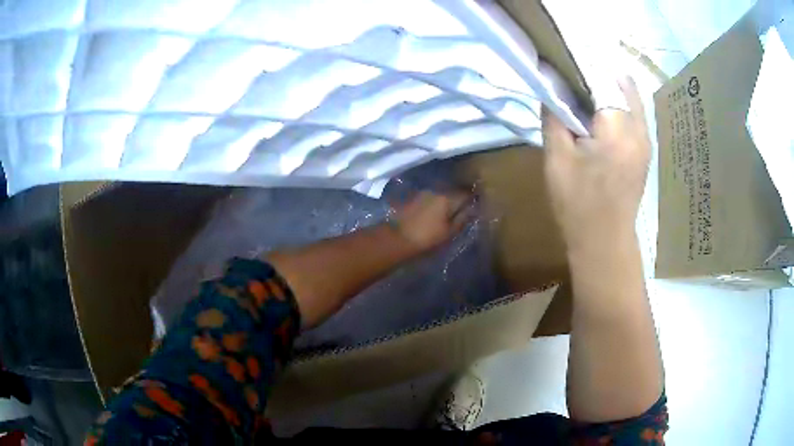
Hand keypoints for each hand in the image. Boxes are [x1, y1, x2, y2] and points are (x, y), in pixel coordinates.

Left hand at [392, 190, 472, 251]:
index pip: (466, 192)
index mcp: (447, 198)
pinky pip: (428, 197)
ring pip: (440, 193)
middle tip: (463, 209)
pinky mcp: (411, 198)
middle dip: (459, 197)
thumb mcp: (449, 233)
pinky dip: (433, 203)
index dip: (473, 197)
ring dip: (445, 200)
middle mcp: (435, 190)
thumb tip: (473, 208)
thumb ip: (463, 218)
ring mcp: (422, 193)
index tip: (476, 204)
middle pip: (452, 191)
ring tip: (447, 212)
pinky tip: (432, 213)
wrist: (395, 239)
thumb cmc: (427, 239)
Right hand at [542, 76, 650, 249]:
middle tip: (570, 74)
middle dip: (594, 73)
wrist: (605, 241)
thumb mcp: (556, 160)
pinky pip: (633, 112)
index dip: (578, 67)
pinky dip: (618, 102)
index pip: (599, 79)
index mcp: (616, 130)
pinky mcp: (645, 148)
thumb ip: (553, 117)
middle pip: (618, 82)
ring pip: (628, 95)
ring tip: (583, 88)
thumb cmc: (577, 205)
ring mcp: (646, 139)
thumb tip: (549, 84)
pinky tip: (600, 108)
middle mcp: (638, 129)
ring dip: (607, 86)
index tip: (560, 64)